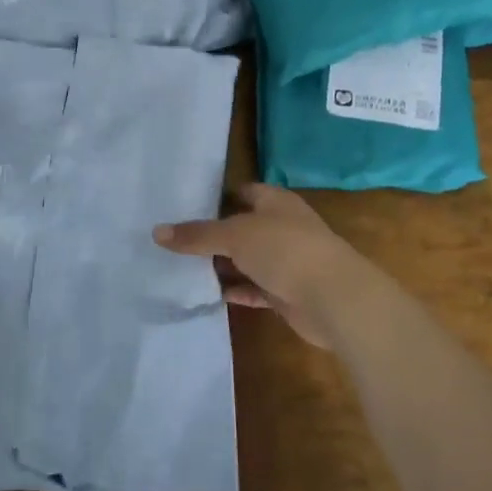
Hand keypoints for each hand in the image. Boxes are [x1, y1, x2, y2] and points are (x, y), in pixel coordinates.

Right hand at [154, 183, 377, 348]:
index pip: (243, 192)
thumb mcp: (234, 236)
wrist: (334, 298)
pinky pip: (253, 288)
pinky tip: (207, 293)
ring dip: (222, 265)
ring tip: (182, 267)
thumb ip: (197, 234)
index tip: (184, 205)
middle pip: (242, 227)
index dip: (216, 197)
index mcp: (275, 202)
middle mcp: (282, 227)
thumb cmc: (285, 250)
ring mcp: (286, 261)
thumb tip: (156, 232)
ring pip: (247, 260)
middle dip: (213, 234)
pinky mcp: (286, 292)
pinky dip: (234, 290)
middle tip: (175, 239)